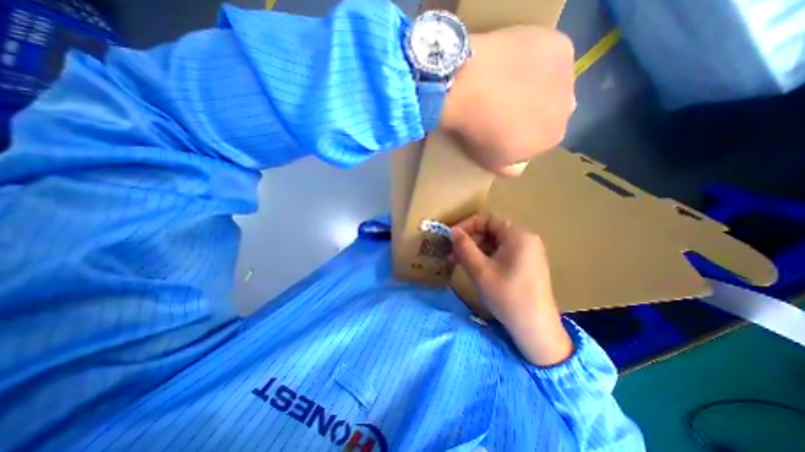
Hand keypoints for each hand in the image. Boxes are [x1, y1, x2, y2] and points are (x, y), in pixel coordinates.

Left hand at [439, 22, 578, 175]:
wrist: (471, 88)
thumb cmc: (479, 132)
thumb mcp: (491, 162)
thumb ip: (510, 168)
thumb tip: (519, 165)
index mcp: (552, 139)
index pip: (541, 138)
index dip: (522, 133)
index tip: (503, 128)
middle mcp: (568, 109)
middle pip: (550, 110)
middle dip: (533, 110)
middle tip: (504, 105)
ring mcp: (568, 75)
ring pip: (553, 83)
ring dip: (536, 84)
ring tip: (506, 82)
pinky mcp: (559, 46)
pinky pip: (549, 55)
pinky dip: (535, 59)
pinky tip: (512, 62)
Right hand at [452, 214, 572, 364]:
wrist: (536, 328)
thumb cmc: (507, 296)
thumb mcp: (480, 270)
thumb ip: (464, 247)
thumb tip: (453, 231)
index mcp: (518, 235)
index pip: (487, 219)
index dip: (467, 225)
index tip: (451, 237)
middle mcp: (526, 239)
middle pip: (492, 230)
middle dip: (470, 240)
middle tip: (453, 253)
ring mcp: (528, 252)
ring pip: (496, 243)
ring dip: (476, 249)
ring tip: (460, 262)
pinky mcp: (527, 264)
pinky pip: (502, 253)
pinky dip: (486, 257)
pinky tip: (475, 268)